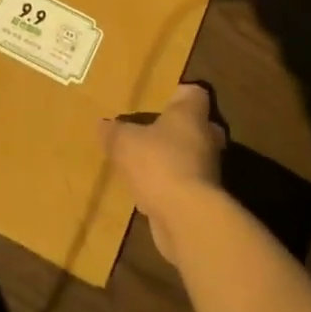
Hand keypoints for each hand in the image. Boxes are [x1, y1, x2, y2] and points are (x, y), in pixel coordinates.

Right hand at [101, 83, 224, 260]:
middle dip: (175, 128)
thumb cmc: (159, 164)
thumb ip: (114, 132)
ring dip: (172, 159)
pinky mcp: (204, 200)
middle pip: (195, 125)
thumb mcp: (124, 143)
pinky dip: (170, 186)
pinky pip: (185, 184)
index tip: (159, 97)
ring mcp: (208, 171)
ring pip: (190, 156)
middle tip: (149, 128)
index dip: (177, 93)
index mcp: (191, 114)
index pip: (193, 93)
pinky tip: (147, 191)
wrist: (187, 219)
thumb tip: (102, 124)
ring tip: (144, 161)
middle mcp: (206, 138)